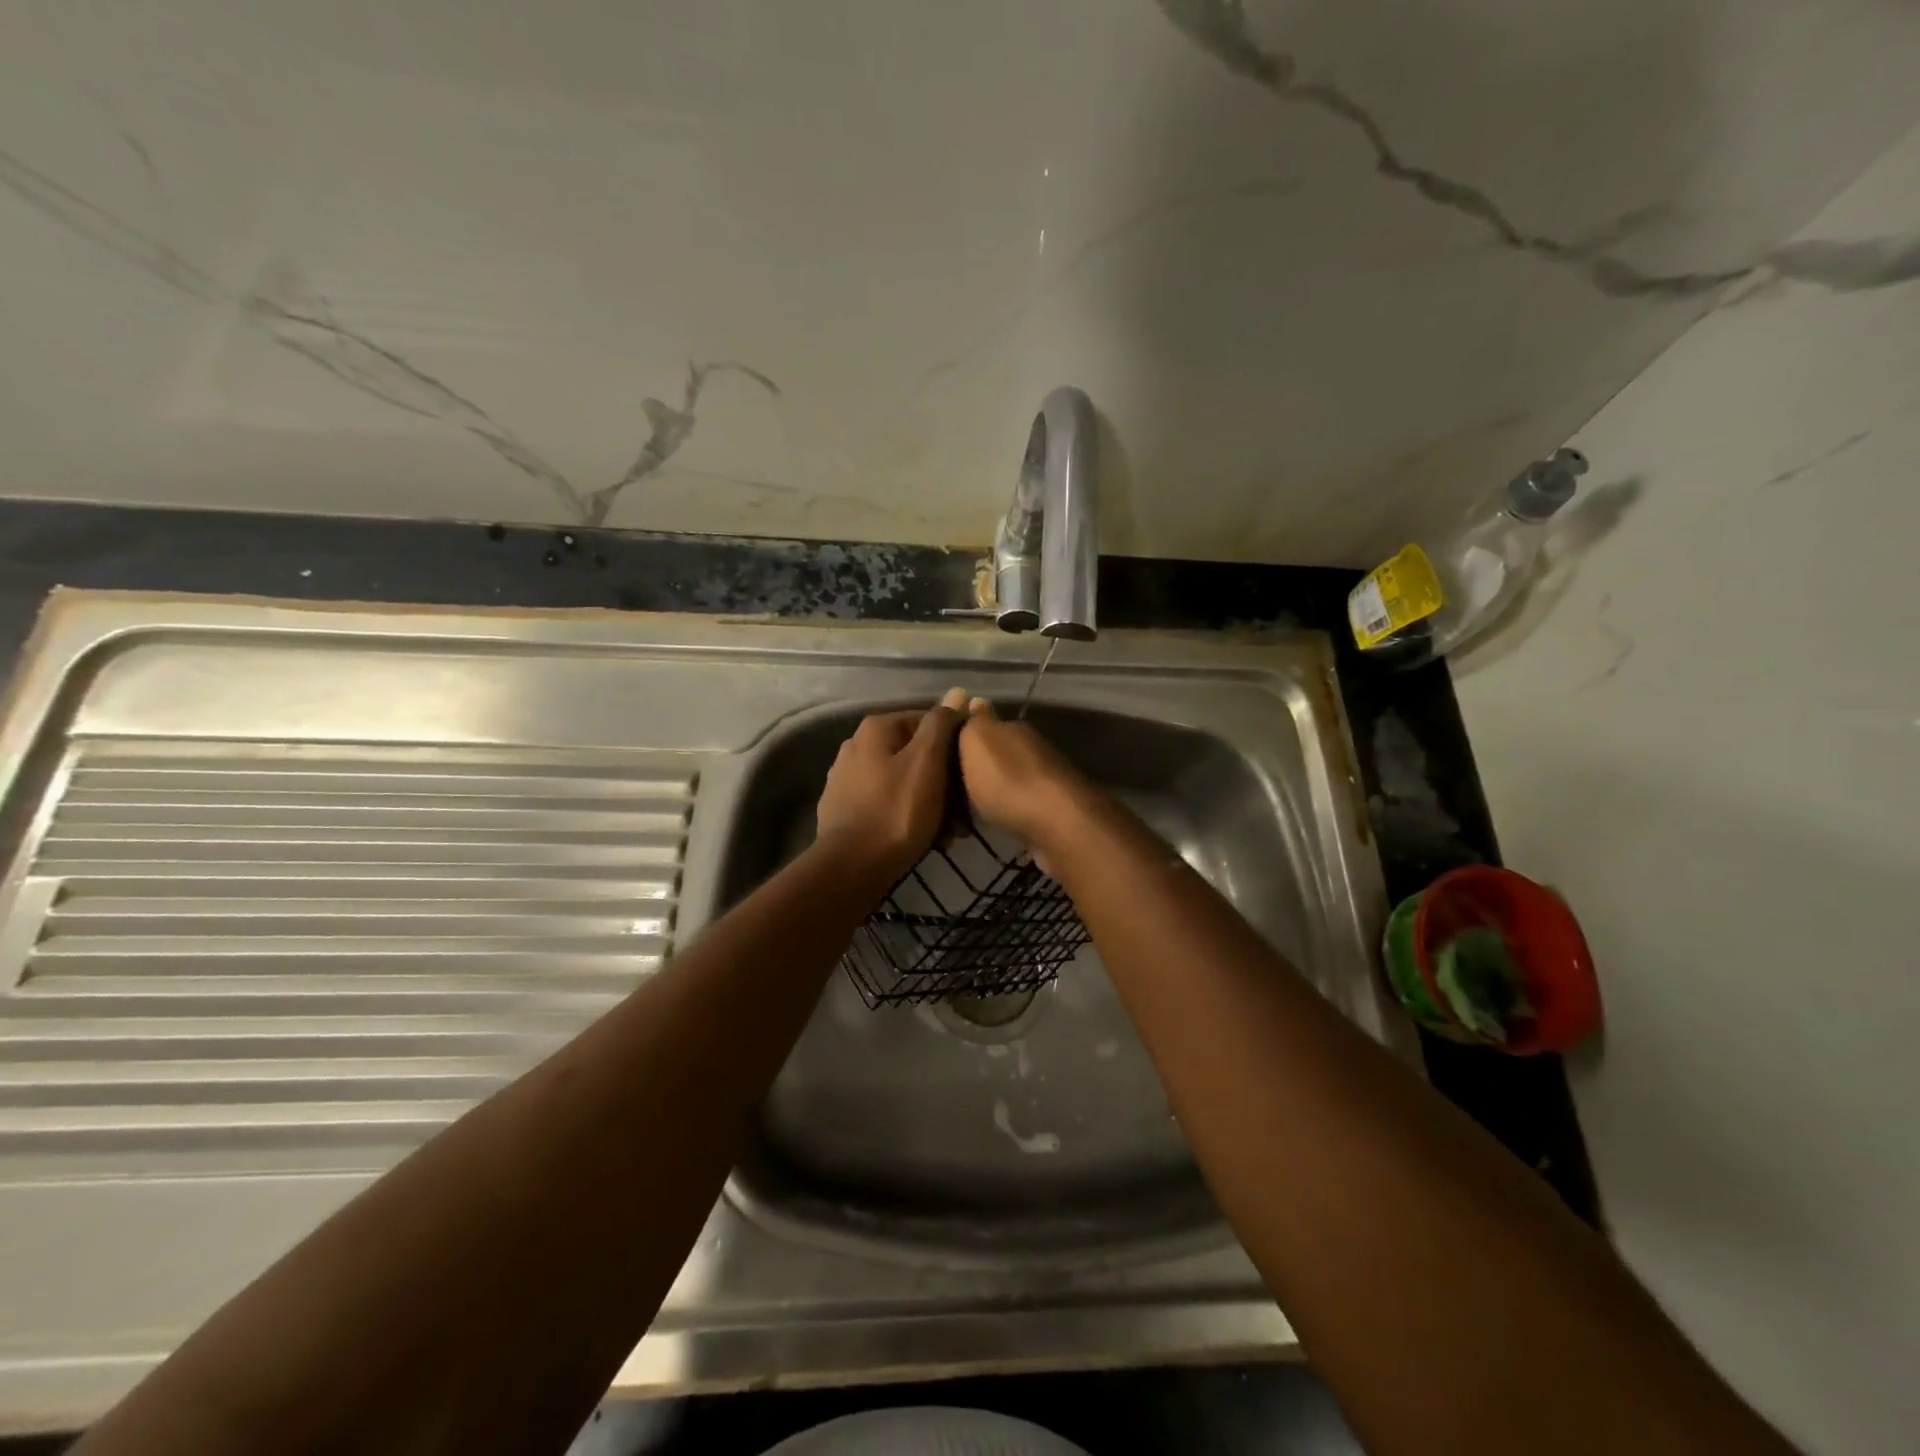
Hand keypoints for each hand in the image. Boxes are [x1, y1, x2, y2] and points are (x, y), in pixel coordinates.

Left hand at [814, 688, 967, 884]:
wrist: (851, 868)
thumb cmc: (897, 811)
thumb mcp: (926, 762)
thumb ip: (941, 724)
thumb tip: (956, 692)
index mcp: (875, 728)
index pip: (928, 721)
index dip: (954, 744)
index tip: (970, 773)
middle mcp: (855, 746)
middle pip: (913, 754)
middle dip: (941, 779)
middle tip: (963, 812)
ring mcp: (846, 779)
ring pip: (902, 781)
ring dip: (928, 801)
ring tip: (948, 831)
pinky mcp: (843, 809)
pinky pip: (885, 803)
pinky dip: (905, 814)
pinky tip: (919, 837)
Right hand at [956, 696, 1093, 862]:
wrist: (1058, 824)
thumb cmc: (1008, 780)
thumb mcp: (978, 741)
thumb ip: (974, 722)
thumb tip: (975, 700)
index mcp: (1014, 729)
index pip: (985, 724)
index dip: (965, 736)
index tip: (944, 752)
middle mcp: (1032, 749)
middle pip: (999, 752)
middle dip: (980, 765)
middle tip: (952, 784)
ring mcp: (1045, 780)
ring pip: (1011, 779)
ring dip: (994, 789)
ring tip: (968, 806)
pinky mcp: (1052, 810)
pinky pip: (1020, 804)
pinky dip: (1007, 809)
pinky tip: (995, 819)